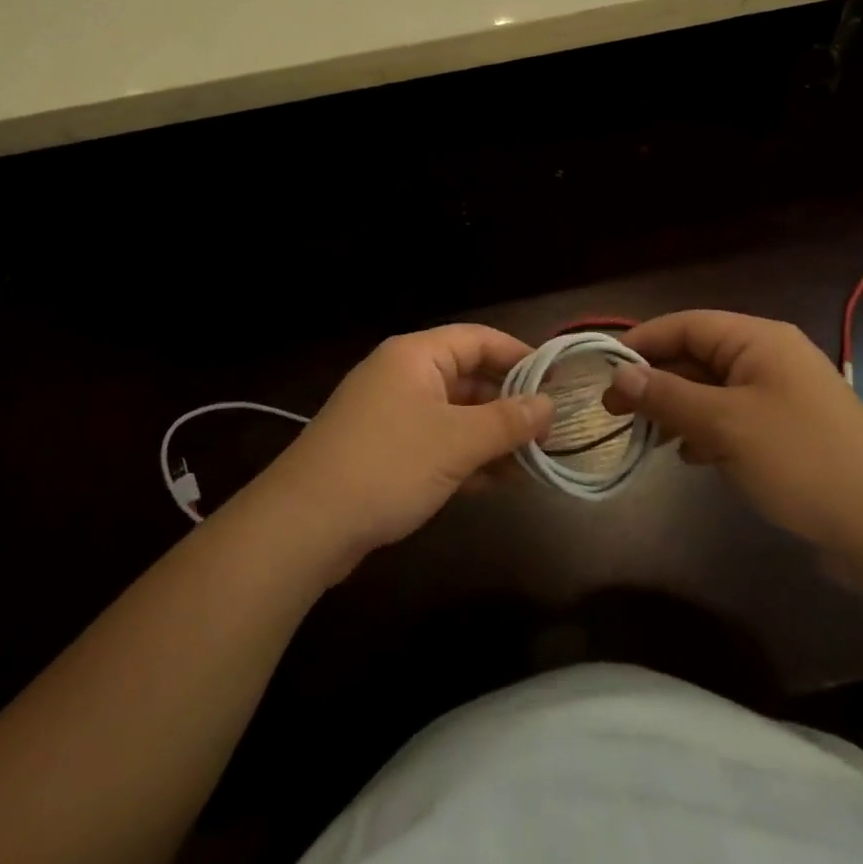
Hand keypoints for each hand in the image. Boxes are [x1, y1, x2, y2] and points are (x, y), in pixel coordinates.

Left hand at [247, 326, 553, 577]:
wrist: (305, 524)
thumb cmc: (388, 465)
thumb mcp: (457, 442)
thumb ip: (508, 421)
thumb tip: (549, 404)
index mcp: (416, 356)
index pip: (478, 339)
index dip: (520, 355)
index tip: (557, 380)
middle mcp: (402, 376)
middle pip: (468, 377)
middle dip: (509, 404)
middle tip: (550, 430)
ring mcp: (390, 415)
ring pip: (454, 414)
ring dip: (491, 436)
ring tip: (533, 462)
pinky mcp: (383, 451)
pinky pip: (435, 442)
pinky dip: (465, 457)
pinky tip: (496, 482)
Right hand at [602, 310, 862, 549]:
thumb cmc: (800, 459)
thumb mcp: (723, 424)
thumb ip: (667, 396)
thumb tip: (619, 374)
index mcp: (757, 340)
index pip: (685, 325)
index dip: (641, 343)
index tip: (603, 371)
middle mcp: (768, 358)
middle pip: (696, 357)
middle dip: (655, 381)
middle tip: (613, 411)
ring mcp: (779, 396)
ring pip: (711, 390)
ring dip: (676, 409)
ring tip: (644, 437)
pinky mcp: (786, 432)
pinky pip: (732, 419)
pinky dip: (704, 432)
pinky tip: (689, 457)